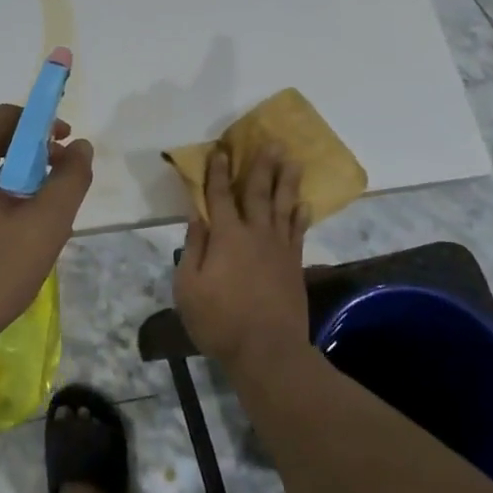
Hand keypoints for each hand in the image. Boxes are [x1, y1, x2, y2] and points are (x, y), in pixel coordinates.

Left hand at [0, 104, 93, 364]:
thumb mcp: (45, 227)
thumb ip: (70, 180)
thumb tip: (80, 147)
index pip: (4, 118)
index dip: (41, 125)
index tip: (65, 151)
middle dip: (29, 159)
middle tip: (54, 192)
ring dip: (10, 184)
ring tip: (33, 222)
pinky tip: (3, 242)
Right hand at [174, 145, 309, 372]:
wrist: (267, 350)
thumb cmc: (219, 321)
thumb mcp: (188, 287)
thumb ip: (193, 248)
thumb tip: (197, 216)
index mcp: (226, 236)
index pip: (220, 196)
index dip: (218, 172)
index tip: (221, 150)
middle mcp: (255, 233)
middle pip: (258, 192)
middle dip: (262, 165)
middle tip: (271, 141)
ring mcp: (279, 248)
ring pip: (283, 205)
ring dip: (286, 181)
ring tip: (292, 160)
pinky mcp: (294, 264)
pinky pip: (298, 231)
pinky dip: (301, 214)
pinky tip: (304, 203)